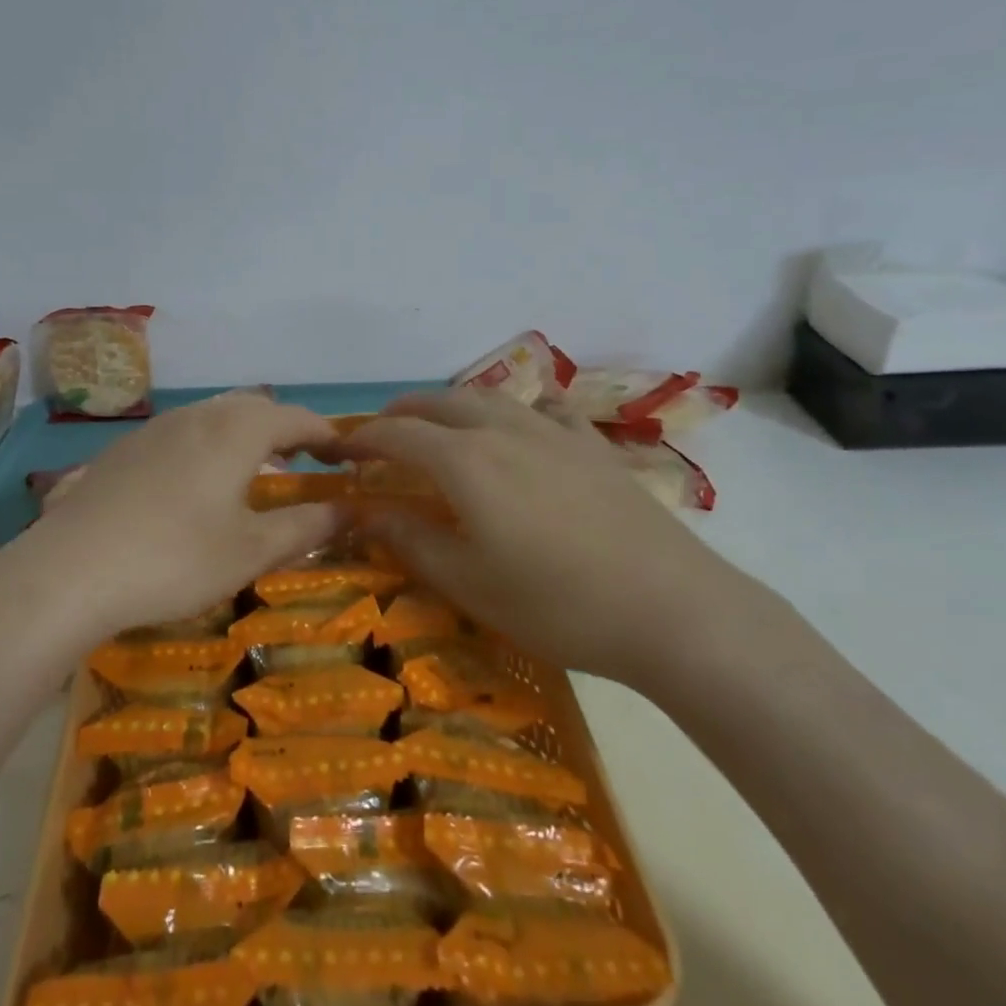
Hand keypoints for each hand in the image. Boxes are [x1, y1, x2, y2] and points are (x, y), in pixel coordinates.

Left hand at [8, 393, 342, 646]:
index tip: (346, 456)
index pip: (296, 418)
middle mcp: (198, 416)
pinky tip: (196, 484)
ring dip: (245, 434)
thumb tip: (349, 510)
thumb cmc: (174, 559)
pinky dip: (209, 445)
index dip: (327, 434)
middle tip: (305, 461)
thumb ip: (305, 527)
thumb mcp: (250, 551)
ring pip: (215, 415)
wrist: (69, 571)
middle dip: (286, 428)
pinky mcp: (124, 448)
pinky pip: (182, 431)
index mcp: (236, 431)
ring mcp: (156, 428)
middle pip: (254, 407)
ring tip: (255, 470)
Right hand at [342, 389, 768, 693]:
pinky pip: (547, 410)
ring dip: (452, 405)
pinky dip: (520, 410)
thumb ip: (410, 540)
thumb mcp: (469, 582)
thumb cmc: (556, 603)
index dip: (359, 439)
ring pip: (489, 398)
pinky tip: (527, 424)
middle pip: (439, 403)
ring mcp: (554, 432)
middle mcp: (503, 430)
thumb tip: (362, 512)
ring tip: (439, 425)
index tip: (335, 452)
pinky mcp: (593, 446)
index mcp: (465, 461)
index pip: (396, 435)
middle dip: (402, 413)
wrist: (670, 608)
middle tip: (380, 434)